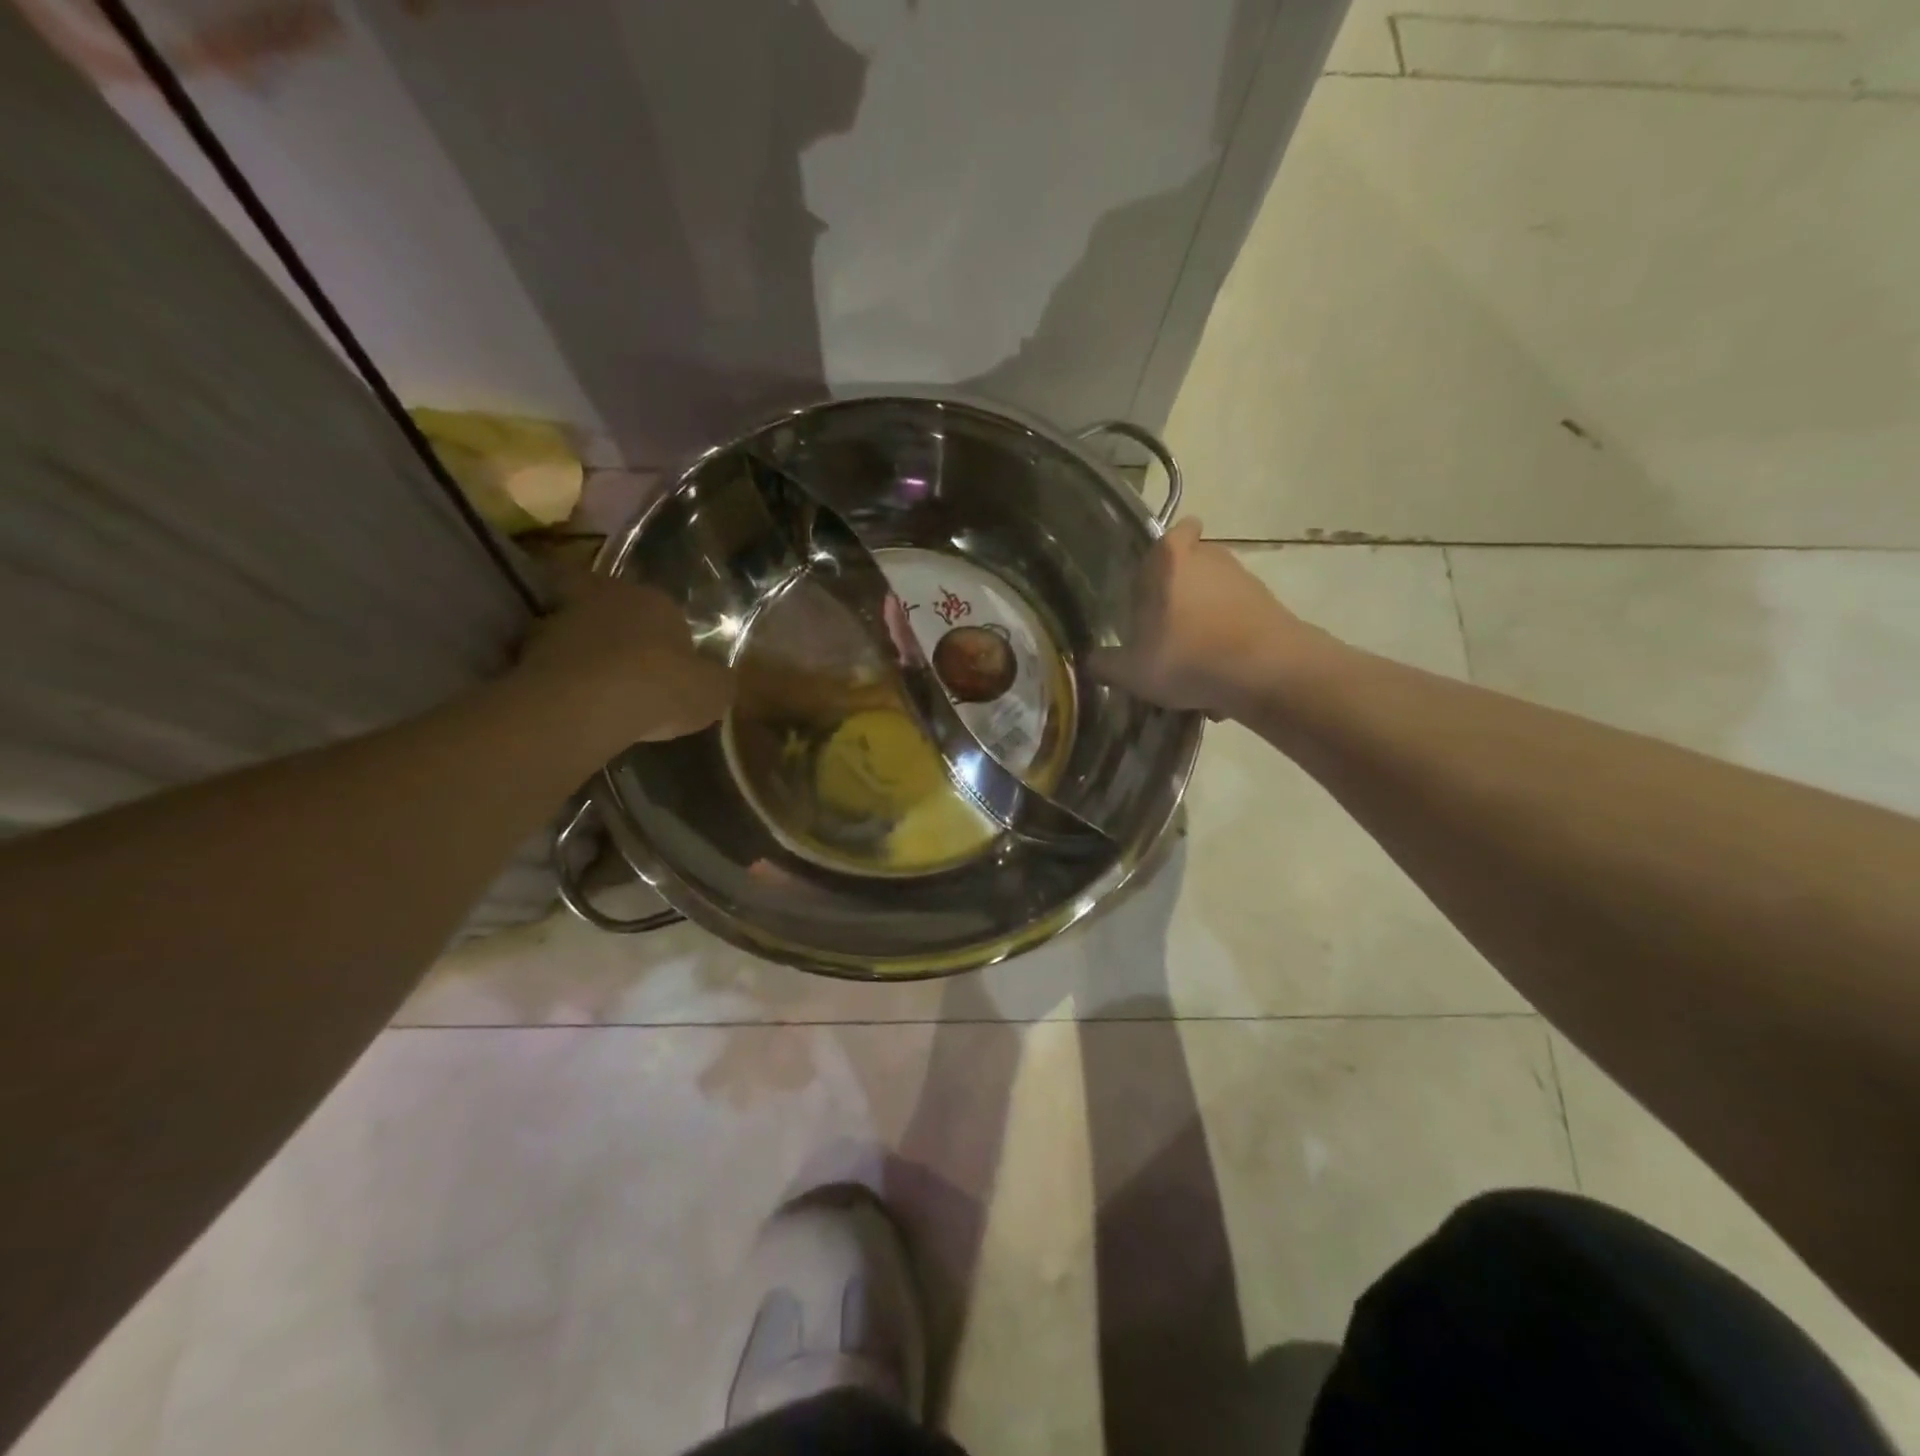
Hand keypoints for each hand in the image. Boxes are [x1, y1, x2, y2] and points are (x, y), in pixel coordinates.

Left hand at [511, 575, 734, 746]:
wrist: (587, 704)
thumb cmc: (662, 687)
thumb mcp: (714, 691)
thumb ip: (717, 680)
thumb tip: (717, 678)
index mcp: (656, 600)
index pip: (666, 611)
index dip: (668, 637)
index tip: (671, 665)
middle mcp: (606, 598)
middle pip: (615, 612)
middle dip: (620, 635)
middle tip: (630, 669)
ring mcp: (560, 619)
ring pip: (578, 632)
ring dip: (585, 654)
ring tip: (597, 691)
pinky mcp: (526, 649)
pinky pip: (552, 663)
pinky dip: (560, 677)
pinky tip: (573, 704)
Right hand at [1091, 519, 1330, 717]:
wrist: (1266, 672)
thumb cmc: (1187, 657)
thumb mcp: (1132, 671)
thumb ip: (1105, 664)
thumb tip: (1089, 660)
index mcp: (1170, 561)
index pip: (1174, 532)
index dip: (1165, 553)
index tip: (1155, 581)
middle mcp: (1210, 557)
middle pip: (1194, 561)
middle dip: (1182, 588)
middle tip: (1167, 624)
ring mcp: (1245, 578)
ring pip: (1218, 590)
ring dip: (1207, 614)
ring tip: (1194, 655)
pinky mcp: (1270, 604)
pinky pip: (1240, 615)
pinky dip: (1230, 634)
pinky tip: (1220, 669)